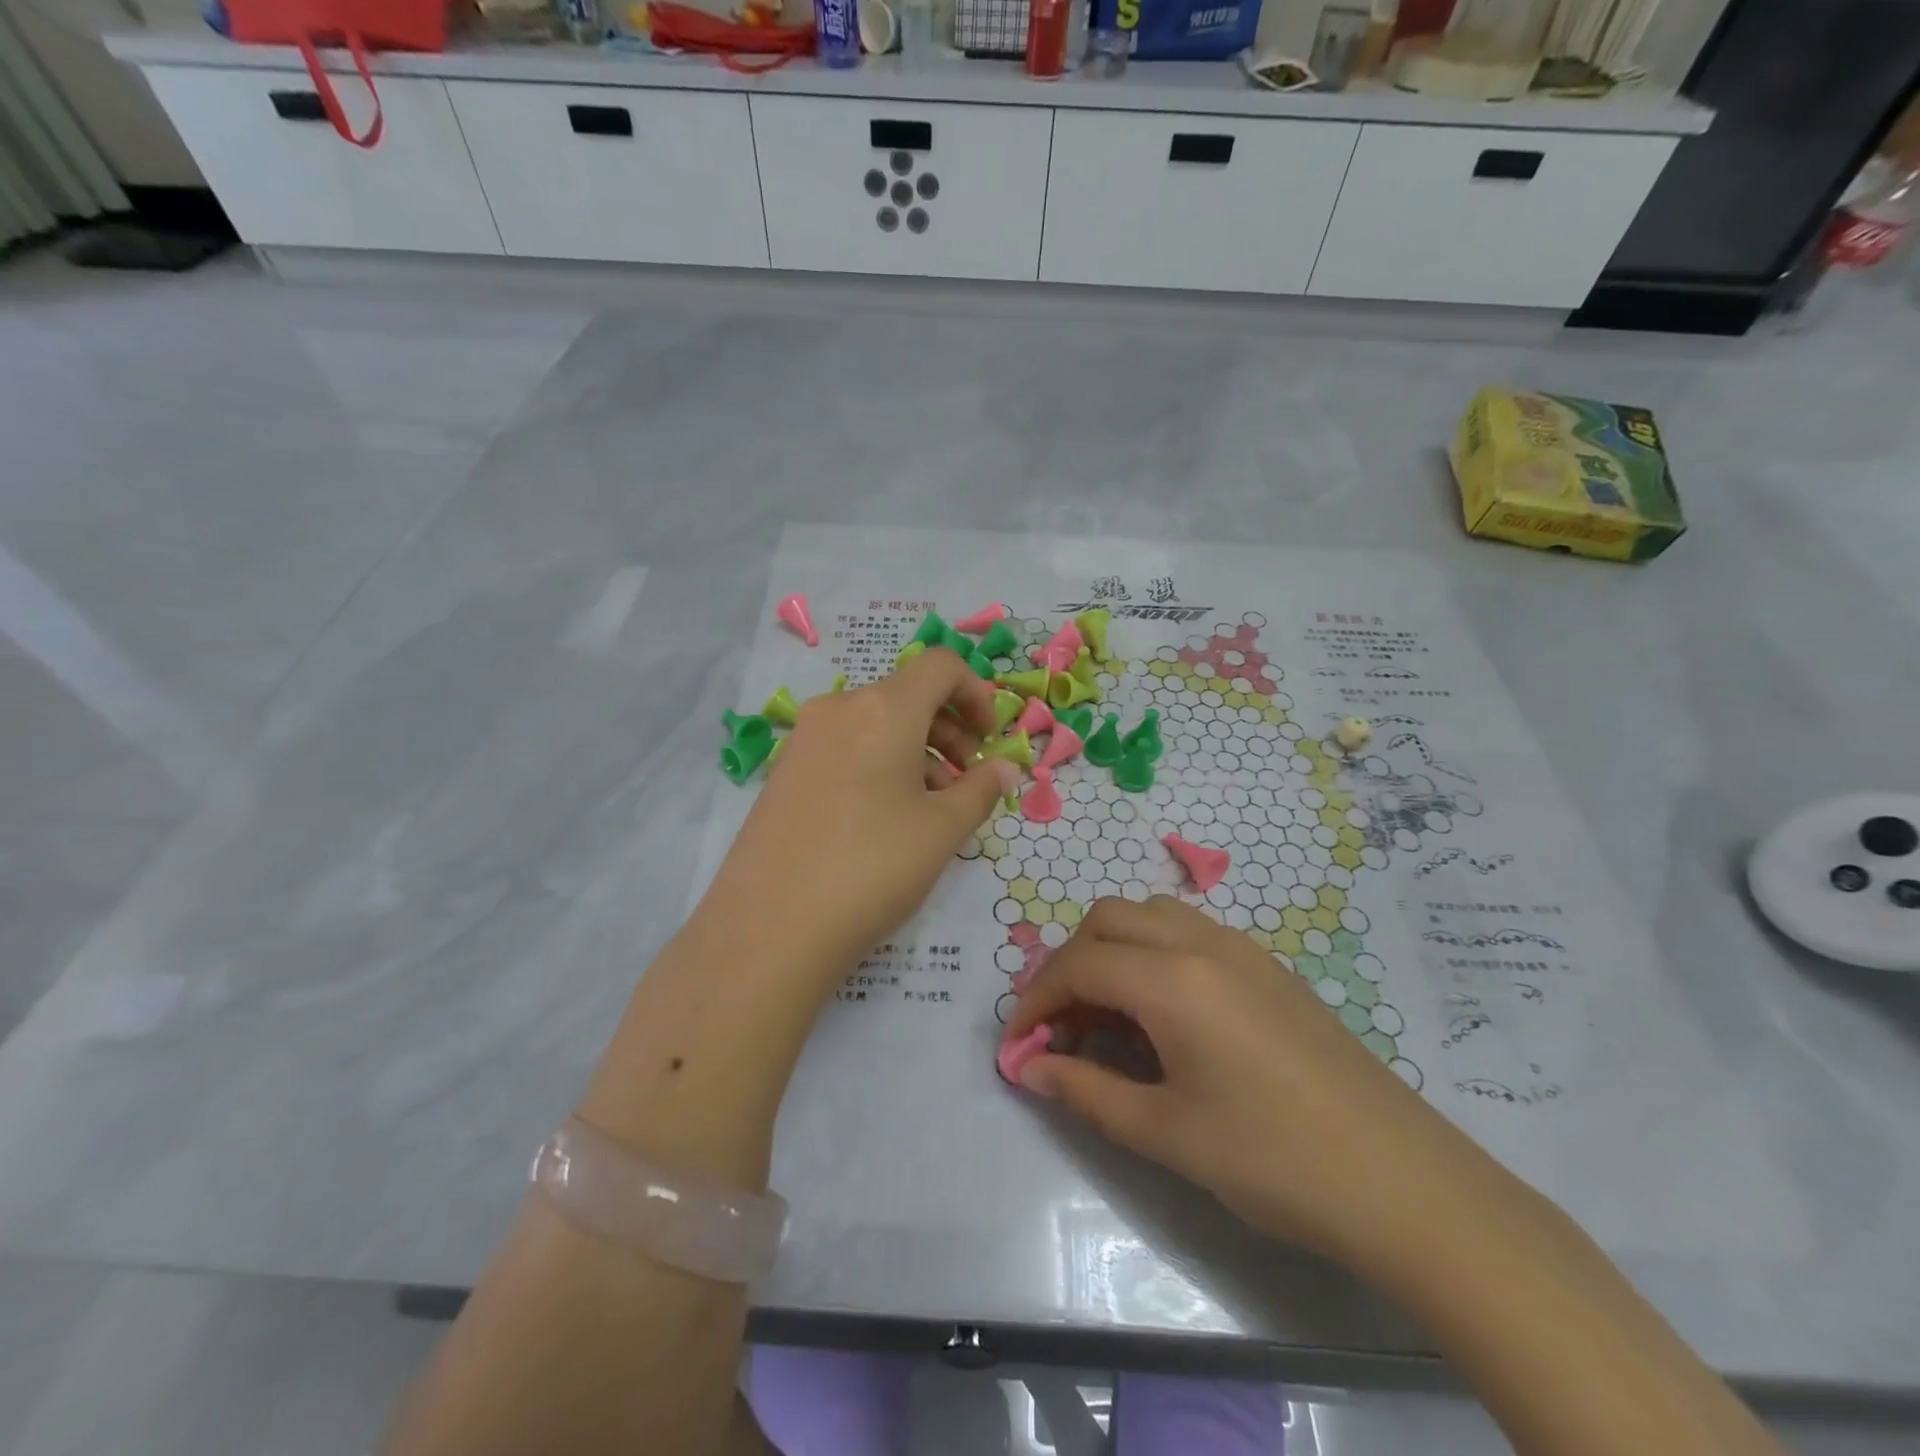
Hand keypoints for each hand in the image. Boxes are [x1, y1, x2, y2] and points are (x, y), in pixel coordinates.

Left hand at [700, 649, 1019, 978]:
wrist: (770, 927)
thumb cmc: (873, 867)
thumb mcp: (942, 830)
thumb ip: (981, 790)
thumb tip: (1004, 768)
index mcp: (883, 709)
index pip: (941, 666)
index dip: (977, 694)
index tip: (989, 742)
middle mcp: (839, 709)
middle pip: (908, 696)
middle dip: (950, 731)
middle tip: (967, 782)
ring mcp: (805, 740)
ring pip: (876, 726)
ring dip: (916, 753)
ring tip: (931, 811)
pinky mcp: (784, 772)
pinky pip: (846, 749)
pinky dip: (879, 766)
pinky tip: (885, 821)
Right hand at [1005, 895, 1501, 1272]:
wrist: (1405, 1184)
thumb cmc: (1272, 1159)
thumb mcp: (1165, 1132)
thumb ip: (1085, 1091)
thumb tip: (1030, 1068)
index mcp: (1172, 978)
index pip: (1079, 964)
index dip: (1036, 999)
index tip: (1018, 1044)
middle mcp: (1203, 943)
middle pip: (1109, 920)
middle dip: (1071, 963)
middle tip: (1063, 1025)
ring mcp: (1244, 950)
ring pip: (1152, 916)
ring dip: (1114, 951)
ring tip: (1110, 1016)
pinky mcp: (1271, 969)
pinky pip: (1191, 934)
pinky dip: (1154, 955)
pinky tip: (1165, 1015)